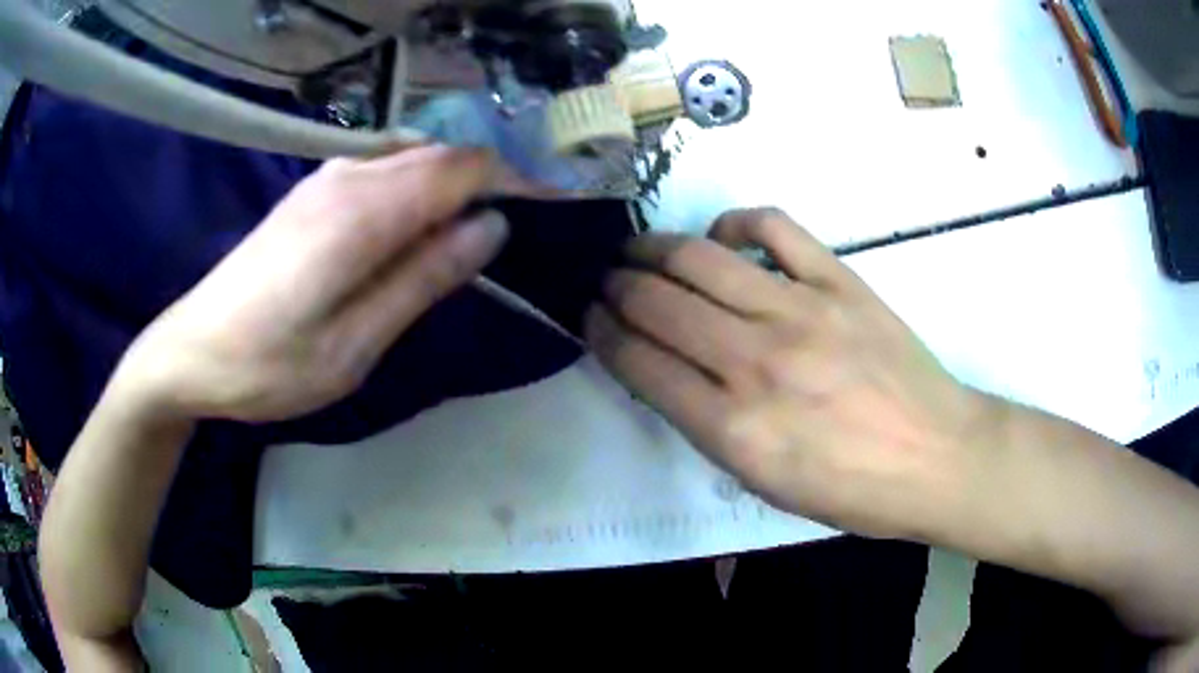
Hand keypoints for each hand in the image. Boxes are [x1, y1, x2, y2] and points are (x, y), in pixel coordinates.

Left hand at [118, 146, 509, 422]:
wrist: (191, 352)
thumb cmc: (270, 364)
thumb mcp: (355, 343)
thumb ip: (422, 279)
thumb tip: (490, 228)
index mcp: (362, 210)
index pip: (462, 168)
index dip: (515, 181)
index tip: (554, 208)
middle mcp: (348, 175)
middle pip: (441, 155)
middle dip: (490, 180)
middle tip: (523, 226)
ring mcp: (326, 178)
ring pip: (413, 159)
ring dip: (455, 184)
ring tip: (479, 230)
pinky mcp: (312, 193)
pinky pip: (384, 171)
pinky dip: (419, 188)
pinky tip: (421, 226)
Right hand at [586, 208, 999, 540]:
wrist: (936, 457)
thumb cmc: (851, 490)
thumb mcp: (765, 483)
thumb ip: (708, 425)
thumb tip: (668, 369)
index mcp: (733, 429)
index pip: (638, 362)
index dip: (602, 332)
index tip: (590, 317)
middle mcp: (756, 363)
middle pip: (657, 302)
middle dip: (616, 286)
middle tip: (606, 281)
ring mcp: (800, 312)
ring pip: (699, 258)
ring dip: (653, 249)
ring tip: (638, 250)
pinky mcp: (838, 281)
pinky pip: (773, 228)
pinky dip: (734, 224)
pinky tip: (723, 239)